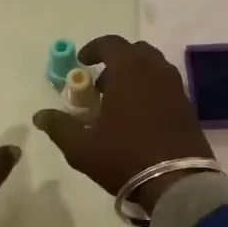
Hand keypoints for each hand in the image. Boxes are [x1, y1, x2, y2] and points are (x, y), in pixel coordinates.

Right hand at [33, 36, 213, 214]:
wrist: (178, 183)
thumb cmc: (125, 157)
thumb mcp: (82, 147)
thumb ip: (59, 127)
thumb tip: (39, 115)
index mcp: (129, 70)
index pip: (111, 43)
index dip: (94, 48)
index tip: (82, 62)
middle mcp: (155, 70)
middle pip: (135, 51)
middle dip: (116, 61)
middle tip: (101, 85)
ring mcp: (175, 87)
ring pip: (153, 67)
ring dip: (135, 75)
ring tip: (120, 102)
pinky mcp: (188, 105)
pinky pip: (165, 84)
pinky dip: (151, 89)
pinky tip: (140, 116)